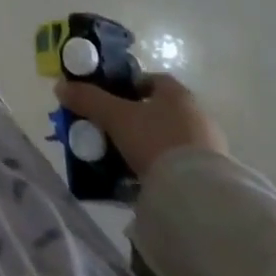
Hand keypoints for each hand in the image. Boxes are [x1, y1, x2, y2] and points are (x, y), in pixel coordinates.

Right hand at [55, 73, 226, 177]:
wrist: (199, 195)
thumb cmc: (156, 140)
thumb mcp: (115, 117)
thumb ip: (88, 99)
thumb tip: (60, 87)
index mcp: (176, 92)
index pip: (149, 81)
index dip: (126, 87)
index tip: (109, 102)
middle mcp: (197, 113)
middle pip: (159, 110)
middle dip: (135, 119)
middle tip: (112, 132)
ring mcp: (209, 146)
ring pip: (170, 138)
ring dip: (150, 145)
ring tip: (125, 160)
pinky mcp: (214, 175)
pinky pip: (181, 164)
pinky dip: (164, 168)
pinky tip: (146, 180)